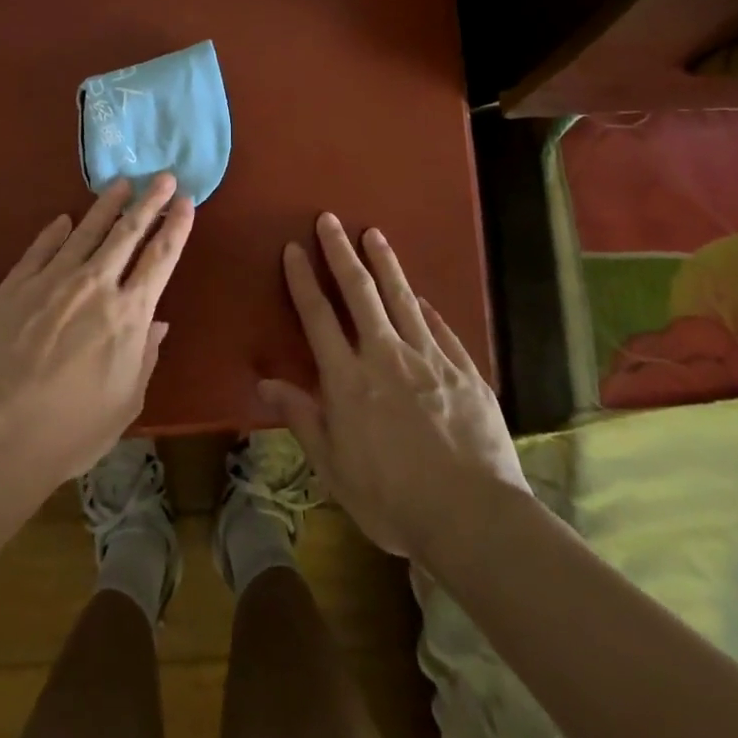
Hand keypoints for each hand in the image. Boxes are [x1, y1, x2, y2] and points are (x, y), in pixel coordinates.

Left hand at [0, 174, 194, 484]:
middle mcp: (95, 285)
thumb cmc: (71, 430)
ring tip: (121, 183)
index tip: (186, 201)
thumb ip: (145, 356)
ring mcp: (51, 280)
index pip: (160, 258)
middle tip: (163, 176)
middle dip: (149, 202)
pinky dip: (54, 231)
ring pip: (85, 231)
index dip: (176, 227)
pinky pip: (40, 249)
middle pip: (128, 233)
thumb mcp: (126, 402)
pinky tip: (63, 219)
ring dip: (106, 205)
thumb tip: (158, 323)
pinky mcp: (14, 286)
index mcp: (128, 314)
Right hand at [260, 213, 528, 559]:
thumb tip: (264, 380)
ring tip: (374, 233)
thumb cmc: (393, 500)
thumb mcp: (333, 468)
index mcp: (348, 379)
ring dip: (385, 263)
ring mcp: (429, 359)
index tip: (293, 248)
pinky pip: (441, 329)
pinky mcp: (464, 371)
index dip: (303, 279)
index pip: (318, 316)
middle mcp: (386, 356)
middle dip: (341, 252)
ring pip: (402, 298)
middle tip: (330, 219)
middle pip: (360, 292)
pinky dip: (426, 308)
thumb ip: (301, 417)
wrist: (474, 518)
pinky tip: (421, 296)